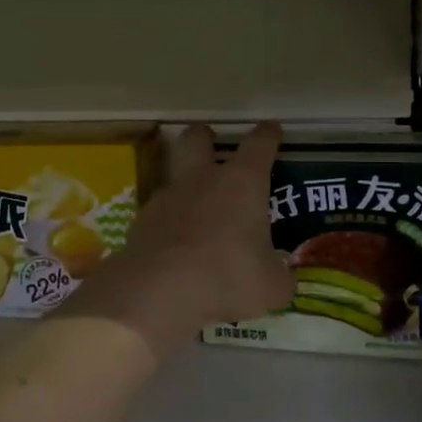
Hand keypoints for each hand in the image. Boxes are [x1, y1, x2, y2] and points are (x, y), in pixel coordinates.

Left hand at [58, 123, 294, 358]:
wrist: (159, 291)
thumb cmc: (228, 277)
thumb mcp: (271, 287)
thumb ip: (278, 277)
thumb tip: (281, 280)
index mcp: (242, 183)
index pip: (259, 144)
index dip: (268, 135)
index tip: (272, 130)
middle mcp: (202, 179)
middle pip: (197, 138)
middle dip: (205, 136)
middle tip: (212, 144)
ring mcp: (166, 198)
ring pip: (173, 175)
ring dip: (184, 185)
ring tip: (195, 209)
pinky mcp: (140, 223)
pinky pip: (158, 213)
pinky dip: (167, 223)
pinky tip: (174, 245)